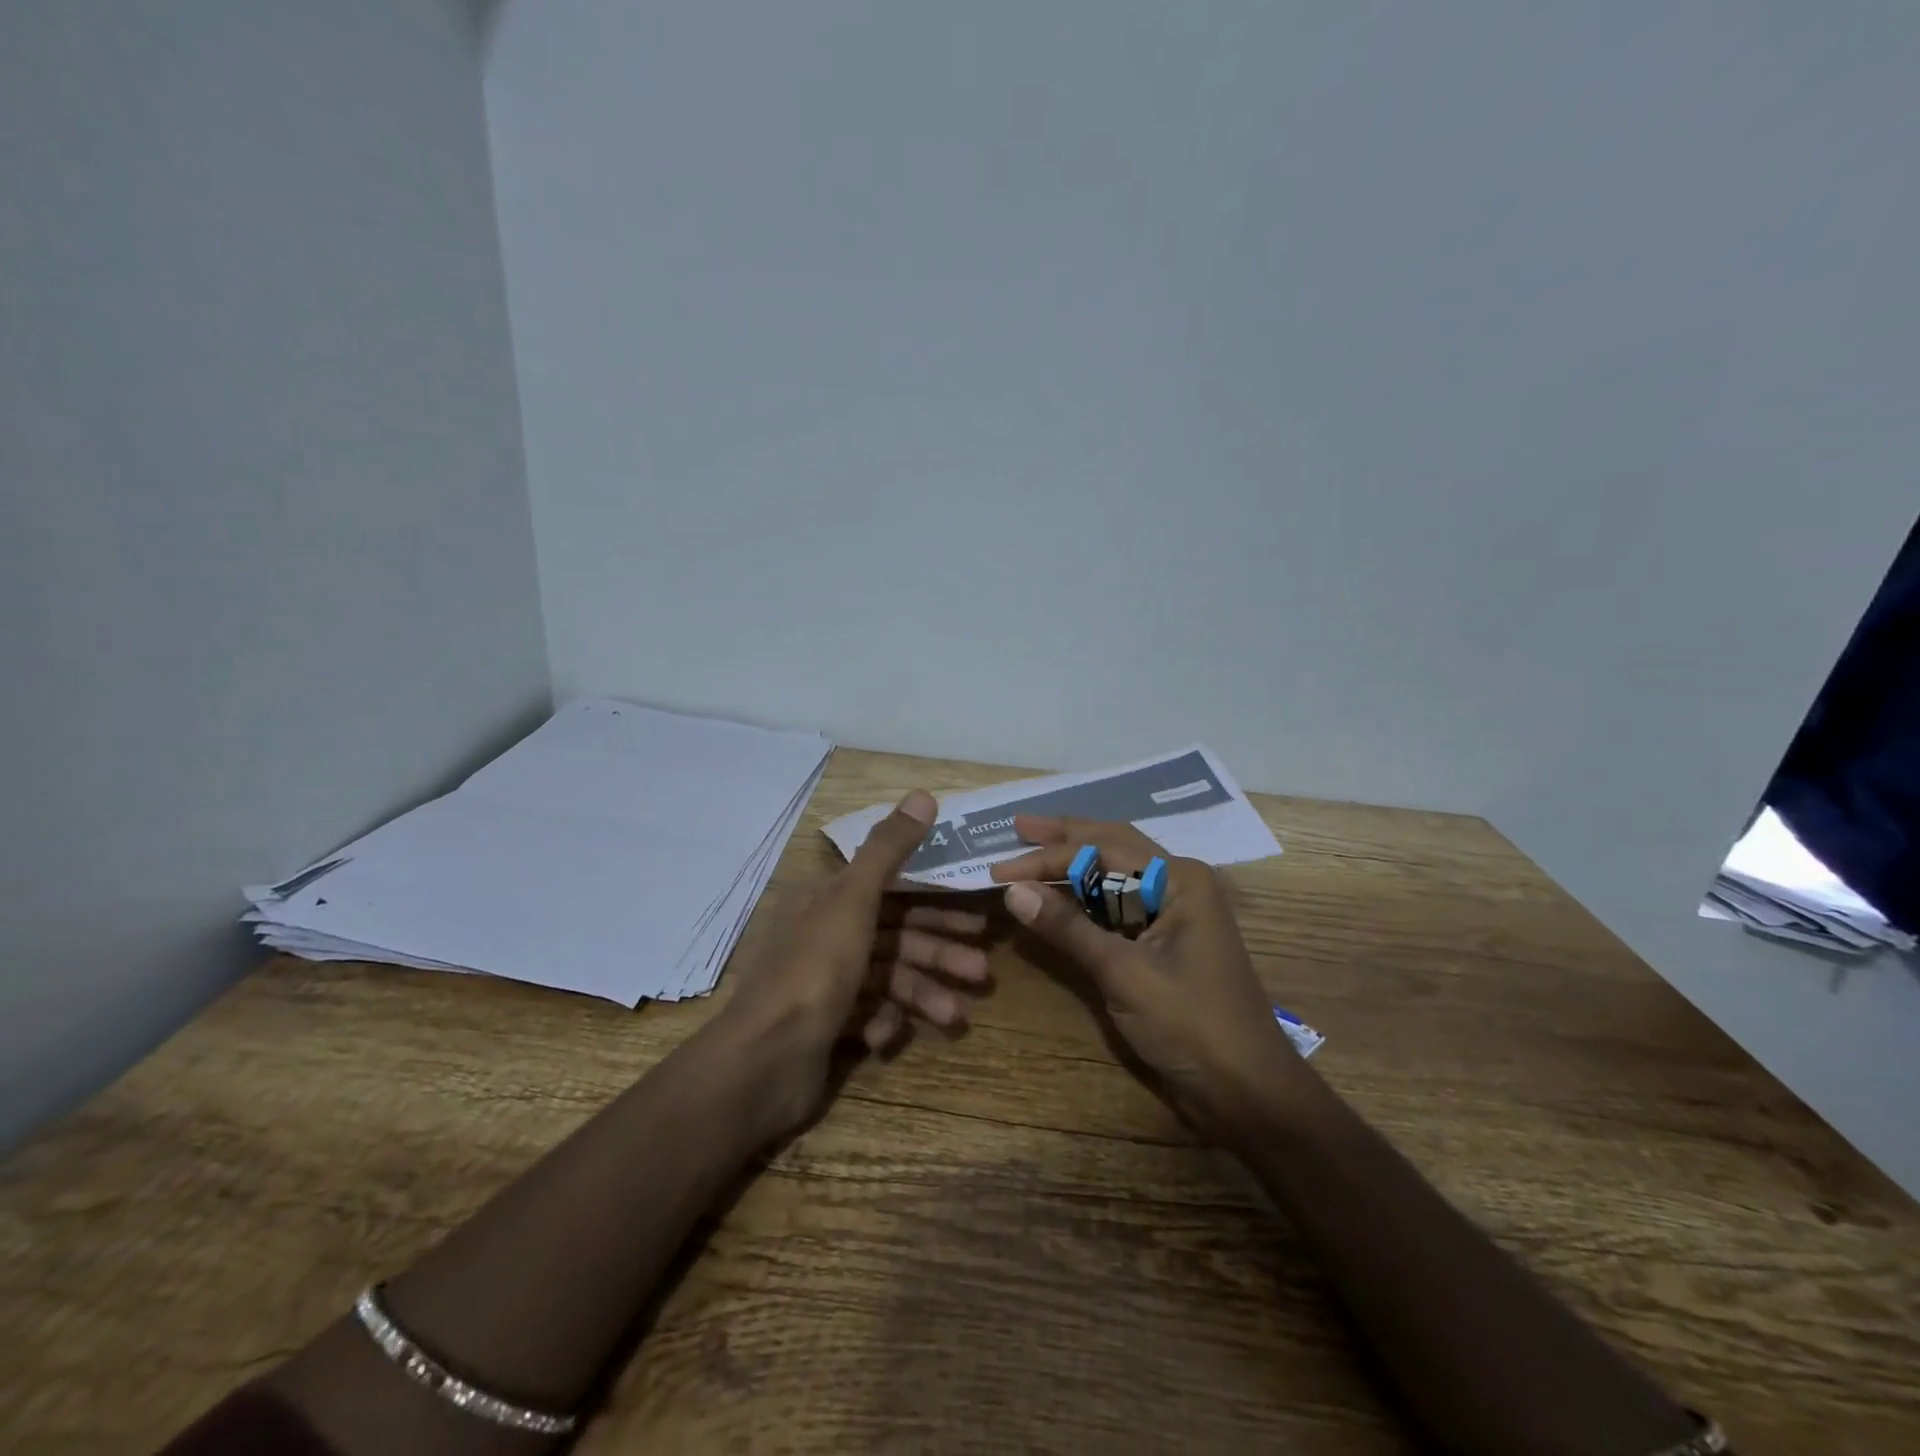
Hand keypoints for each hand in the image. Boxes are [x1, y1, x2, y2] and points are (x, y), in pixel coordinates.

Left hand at [723, 790, 985, 1128]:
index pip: (893, 890)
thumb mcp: (854, 900)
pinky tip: (886, 1035)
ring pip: (887, 978)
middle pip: (896, 936)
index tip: (976, 918)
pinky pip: (867, 1014)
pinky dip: (883, 1022)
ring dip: (922, 994)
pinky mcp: (826, 1024)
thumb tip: (923, 794)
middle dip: (939, 953)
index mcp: (827, 899)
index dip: (936, 900)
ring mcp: (825, 983)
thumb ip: (889, 849)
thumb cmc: (814, 969)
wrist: (762, 1062)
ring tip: (956, 1015)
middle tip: (982, 972)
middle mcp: (826, 935)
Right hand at [993, 815, 1302, 1142]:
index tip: (1000, 868)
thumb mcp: (1123, 972)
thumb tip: (1013, 890)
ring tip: (1030, 853)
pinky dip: (1085, 900)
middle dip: (1063, 838)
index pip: (1102, 849)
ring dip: (1072, 867)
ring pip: (1114, 876)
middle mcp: (1177, 884)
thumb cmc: (1191, 1024)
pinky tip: (1059, 896)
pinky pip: (1118, 907)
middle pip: (1111, 847)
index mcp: (1179, 878)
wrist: (1247, 1093)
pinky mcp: (1163, 943)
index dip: (1047, 857)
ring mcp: (1173, 913)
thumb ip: (1068, 927)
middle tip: (1017, 827)